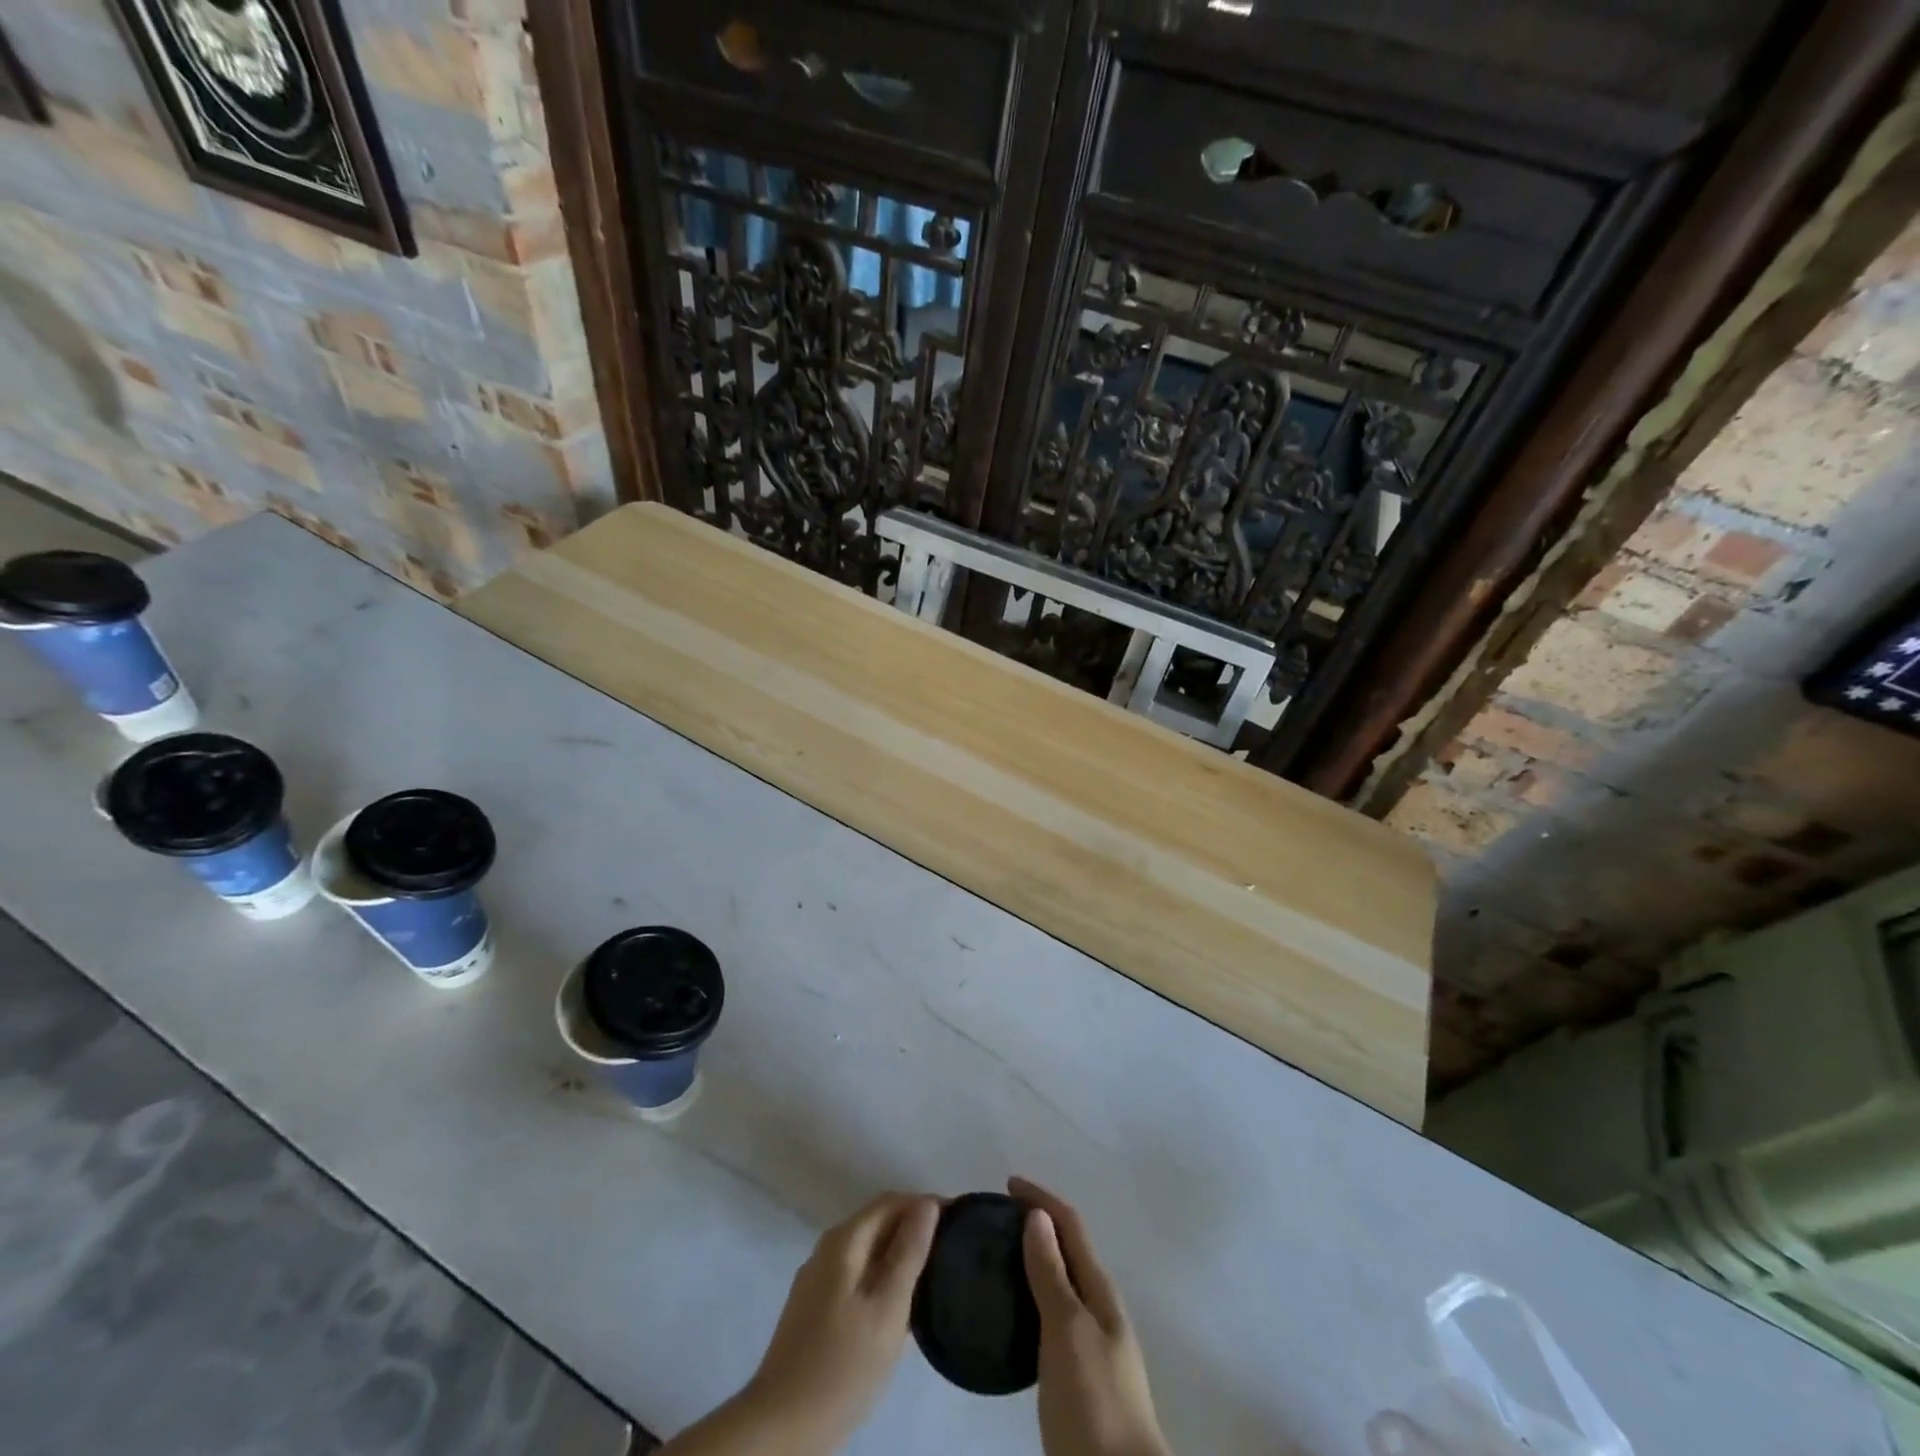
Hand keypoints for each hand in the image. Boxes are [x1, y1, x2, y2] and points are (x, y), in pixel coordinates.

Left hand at [742, 1192, 939, 1453]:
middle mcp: (828, 1250)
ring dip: (901, 1255)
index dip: (926, 1204)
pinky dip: (884, 1278)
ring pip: (869, 1252)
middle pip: (879, 1222)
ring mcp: (819, 1281)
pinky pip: (859, 1276)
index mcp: (844, 1241)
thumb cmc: (842, 1366)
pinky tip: (902, 1307)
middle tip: (953, 1249)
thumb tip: (927, 1204)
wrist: (780, 1427)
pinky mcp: (816, 1309)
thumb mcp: (887, 1309)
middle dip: (915, 1227)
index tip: (960, 1220)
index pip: (891, 1202)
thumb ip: (909, 1252)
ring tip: (936, 1275)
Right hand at [1012, 1176, 1170, 1455]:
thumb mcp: (1068, 1330)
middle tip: (995, 1219)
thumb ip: (1051, 1273)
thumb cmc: (1093, 1399)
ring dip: (1032, 1259)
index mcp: (1099, 1288)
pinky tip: (1011, 1311)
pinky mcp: (1078, 1372)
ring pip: (1059, 1282)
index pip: (1070, 1224)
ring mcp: (1091, 1340)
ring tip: (996, 1257)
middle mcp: (1098, 1306)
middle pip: (1066, 1248)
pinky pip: (1051, 1314)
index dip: (1040, 1198)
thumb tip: (1036, 1214)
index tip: (1007, 1182)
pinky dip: (1031, 1296)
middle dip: (1035, 1225)